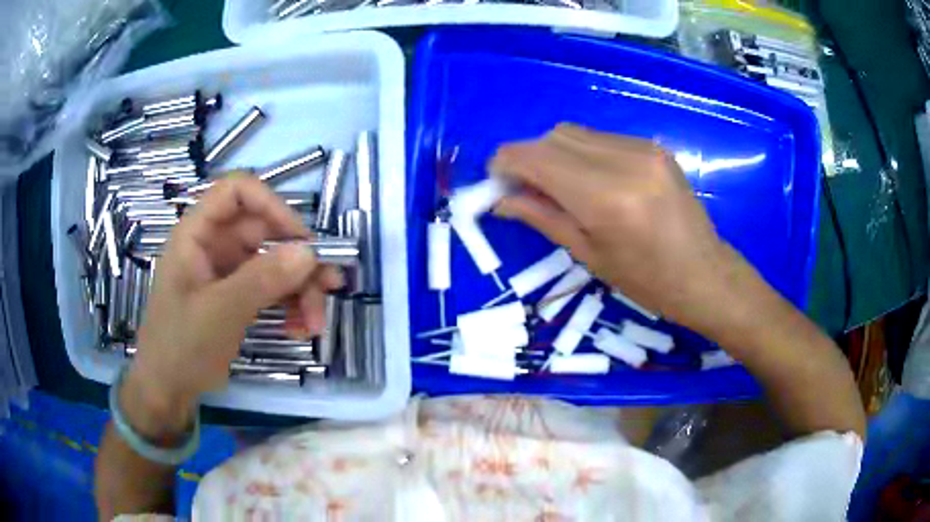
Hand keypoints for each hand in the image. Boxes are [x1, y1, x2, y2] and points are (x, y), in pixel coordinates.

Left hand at [125, 175, 341, 431]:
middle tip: (328, 287)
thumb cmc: (180, 345)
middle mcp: (215, 244)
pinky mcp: (239, 295)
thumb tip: (309, 252)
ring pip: (275, 261)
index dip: (271, 205)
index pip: (237, 191)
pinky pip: (272, 288)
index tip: (301, 240)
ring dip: (301, 288)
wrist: (168, 388)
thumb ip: (261, 280)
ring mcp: (228, 271)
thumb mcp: (218, 312)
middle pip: (266, 231)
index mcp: (198, 233)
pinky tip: (299, 329)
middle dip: (299, 259)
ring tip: (315, 323)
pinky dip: (290, 305)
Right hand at [490, 124, 740, 333]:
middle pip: (553, 137)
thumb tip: (501, 199)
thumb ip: (542, 217)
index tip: (496, 181)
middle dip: (529, 157)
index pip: (536, 157)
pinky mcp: (654, 146)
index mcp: (605, 198)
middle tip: (526, 188)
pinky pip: (601, 139)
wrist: (705, 274)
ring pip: (575, 133)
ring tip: (560, 187)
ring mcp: (642, 149)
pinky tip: (593, 181)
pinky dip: (583, 154)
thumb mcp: (589, 255)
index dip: (506, 163)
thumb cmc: (647, 281)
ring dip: (555, 154)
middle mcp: (623, 161)